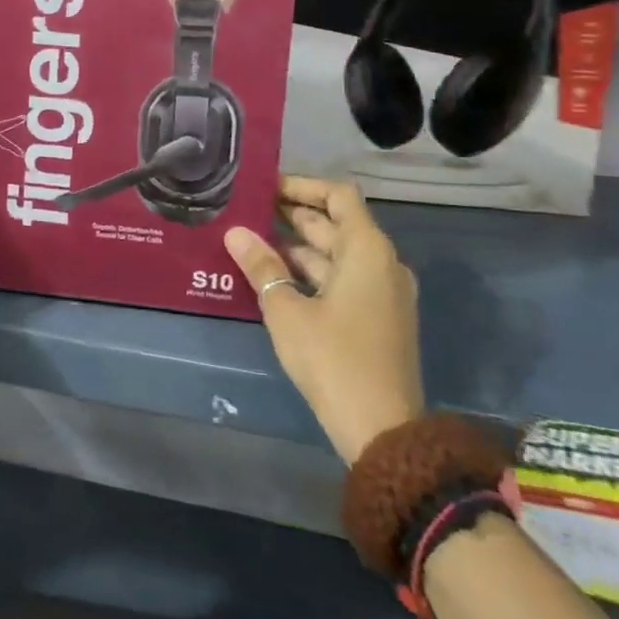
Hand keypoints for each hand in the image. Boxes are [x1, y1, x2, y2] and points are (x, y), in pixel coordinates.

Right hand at [224, 178, 422, 463]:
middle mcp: (381, 264)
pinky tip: (272, 276)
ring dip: (296, 245)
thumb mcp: (287, 310)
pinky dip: (309, 271)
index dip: (302, 185)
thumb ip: (261, 266)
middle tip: (245, 210)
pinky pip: (341, 279)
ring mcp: (382, 293)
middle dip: (291, 214)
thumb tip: (235, 232)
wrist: (383, 432)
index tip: (264, 187)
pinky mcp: (376, 318)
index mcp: (367, 251)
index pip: (338, 195)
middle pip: (335, 223)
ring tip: (249, 240)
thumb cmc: (334, 359)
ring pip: (335, 253)